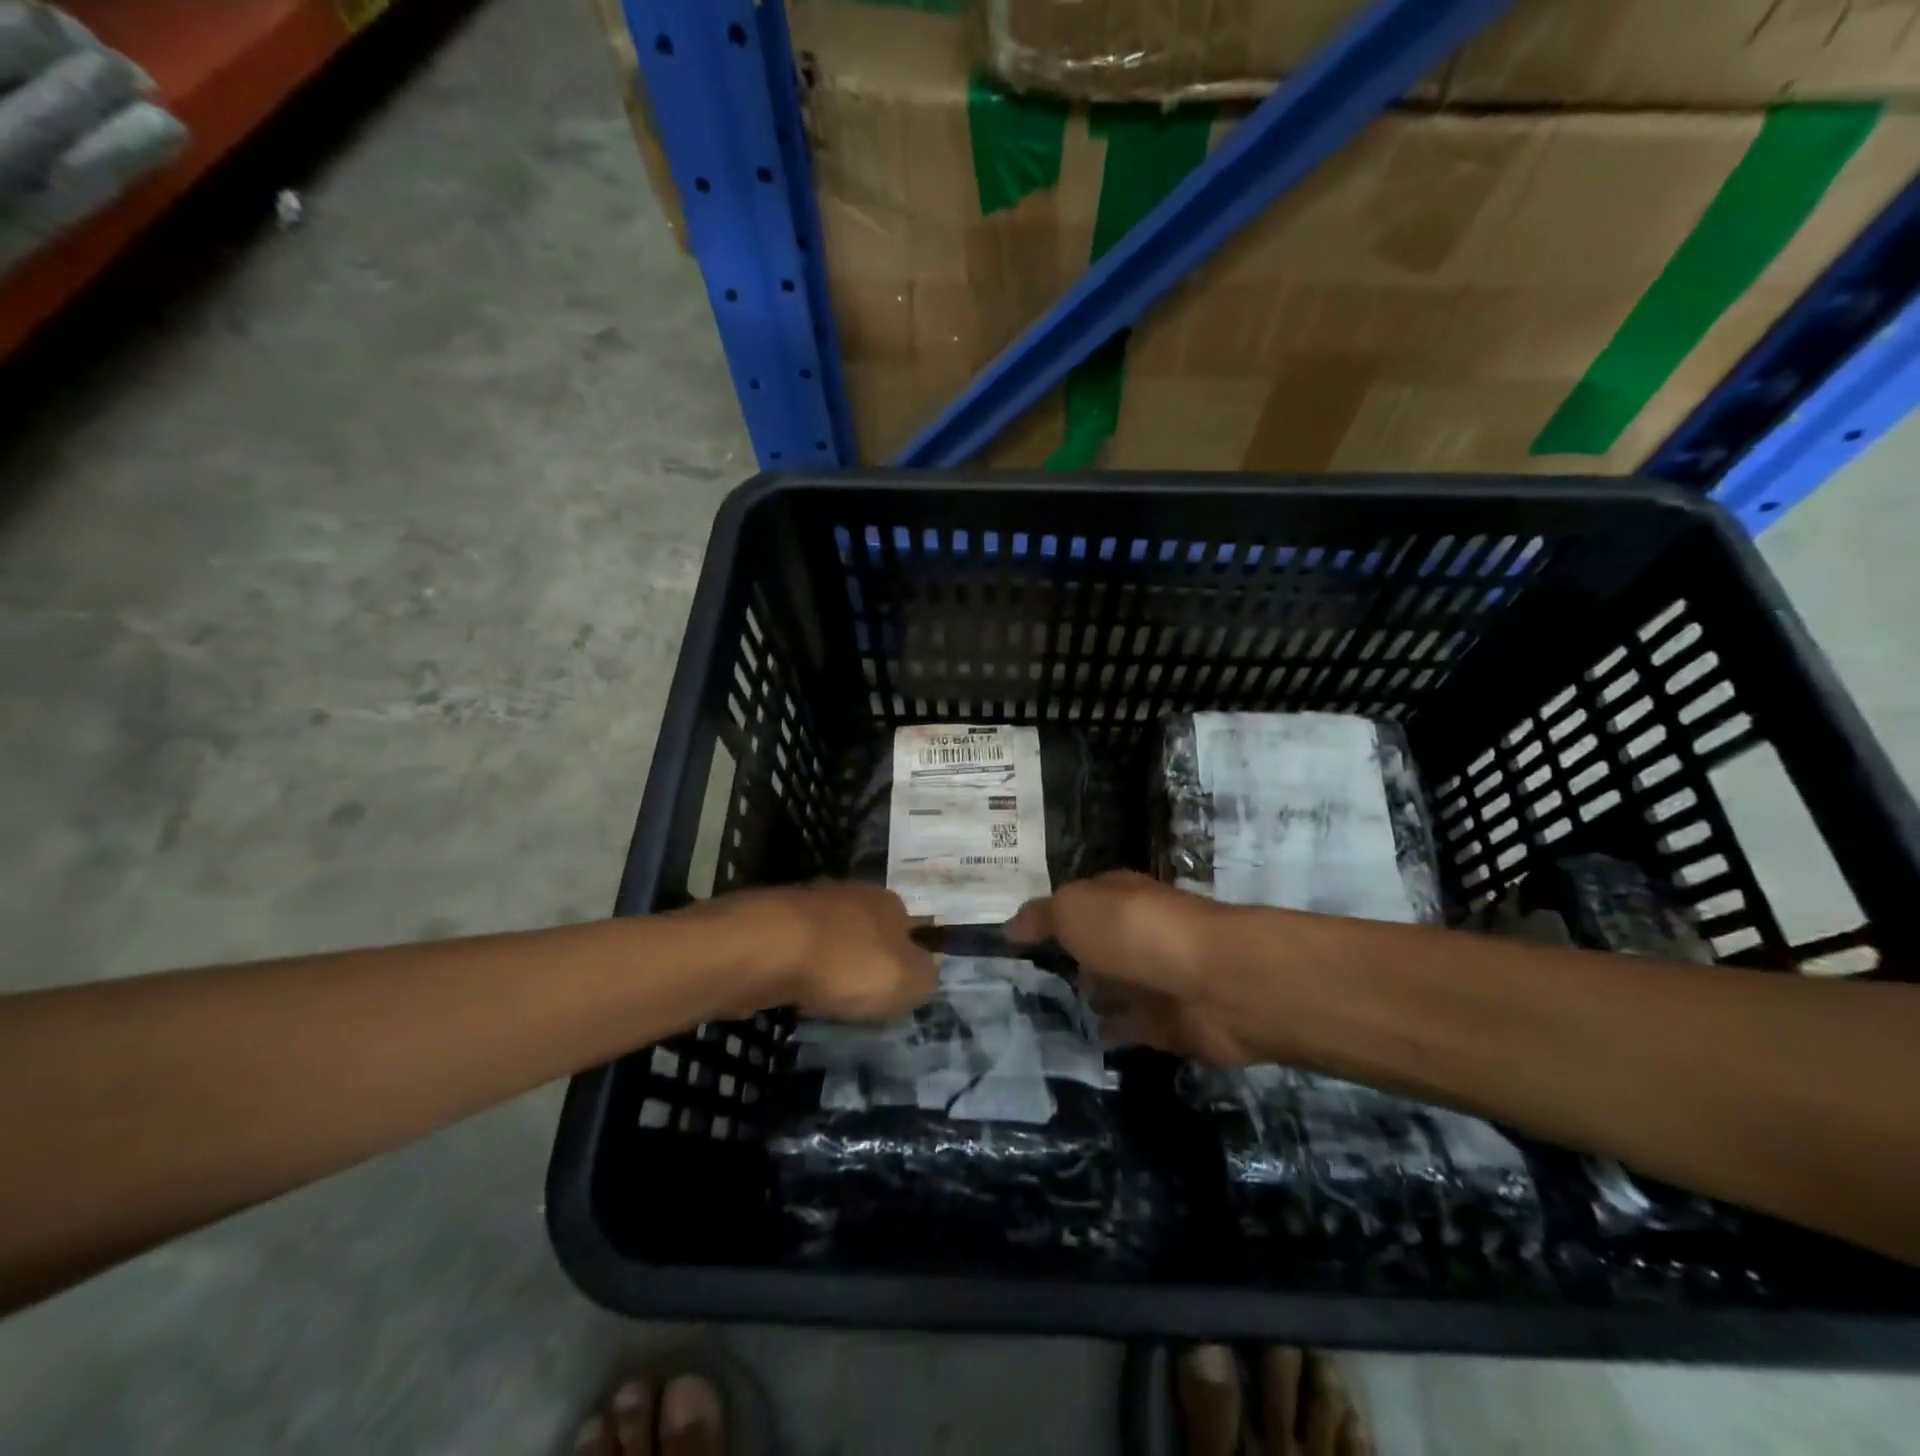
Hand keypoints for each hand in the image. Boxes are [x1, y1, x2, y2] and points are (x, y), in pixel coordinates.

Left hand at [722, 881, 936, 1022]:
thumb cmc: (847, 964)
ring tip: (823, 1002)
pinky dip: (795, 972)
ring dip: (827, 968)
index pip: (908, 928)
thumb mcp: (909, 981)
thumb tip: (924, 973)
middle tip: (859, 1000)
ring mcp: (806, 904)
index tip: (895, 992)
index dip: (905, 961)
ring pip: (828, 941)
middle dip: (863, 963)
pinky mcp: (769, 922)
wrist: (765, 949)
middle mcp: (850, 893)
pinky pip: (794, 952)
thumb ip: (926, 978)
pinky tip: (791, 993)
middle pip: (866, 932)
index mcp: (888, 902)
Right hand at [1006, 871, 1257, 1064]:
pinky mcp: (1167, 1023)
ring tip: (1043, 1014)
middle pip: (1096, 945)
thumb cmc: (1135, 933)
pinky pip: (1128, 1027)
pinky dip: (1109, 1031)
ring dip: (1090, 996)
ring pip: (1112, 986)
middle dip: (1069, 958)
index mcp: (1118, 896)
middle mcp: (1137, 932)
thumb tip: (1009, 928)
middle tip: (1022, 982)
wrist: (1215, 983)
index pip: (1078, 901)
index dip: (1051, 917)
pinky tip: (1078, 1041)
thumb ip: (1041, 917)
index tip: (1014, 940)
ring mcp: (1154, 978)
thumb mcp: (1074, 910)